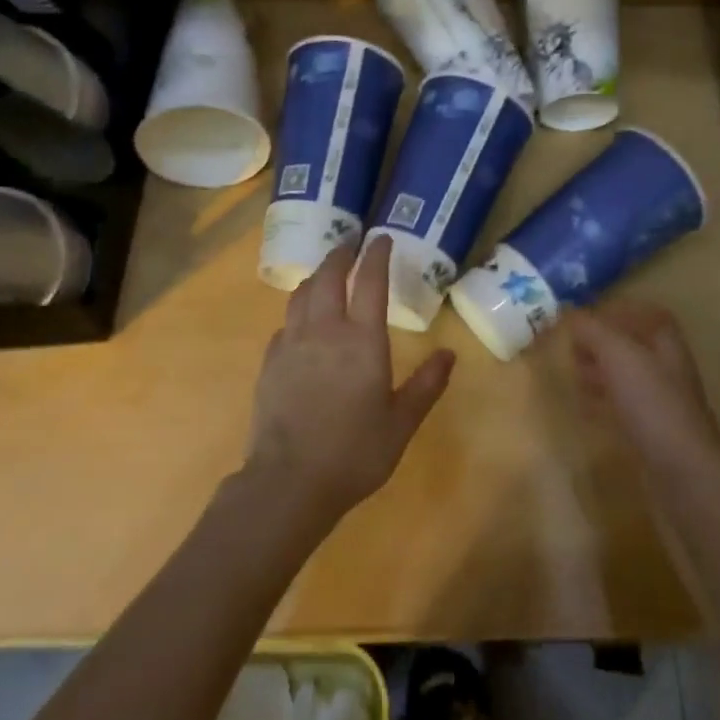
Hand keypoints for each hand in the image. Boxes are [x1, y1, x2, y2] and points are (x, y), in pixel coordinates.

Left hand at [244, 234, 454, 519]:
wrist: (289, 481)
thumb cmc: (355, 452)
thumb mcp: (401, 422)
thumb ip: (426, 385)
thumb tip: (449, 354)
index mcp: (362, 340)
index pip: (370, 282)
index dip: (377, 255)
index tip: (382, 238)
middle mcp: (324, 331)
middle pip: (328, 276)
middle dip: (340, 254)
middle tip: (350, 245)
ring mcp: (291, 344)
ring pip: (301, 294)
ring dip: (317, 277)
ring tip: (326, 275)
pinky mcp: (270, 362)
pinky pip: (286, 323)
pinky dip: (299, 311)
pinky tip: (303, 323)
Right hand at [564, 302, 719, 470]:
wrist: (680, 468)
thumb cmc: (651, 402)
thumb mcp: (618, 354)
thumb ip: (593, 329)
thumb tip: (569, 313)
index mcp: (665, 343)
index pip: (647, 314)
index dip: (619, 311)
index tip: (586, 316)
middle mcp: (666, 367)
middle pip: (633, 345)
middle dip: (601, 343)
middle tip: (571, 346)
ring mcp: (660, 401)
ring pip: (626, 376)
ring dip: (599, 371)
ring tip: (572, 373)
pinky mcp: (650, 430)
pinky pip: (622, 406)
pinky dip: (601, 401)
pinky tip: (584, 407)